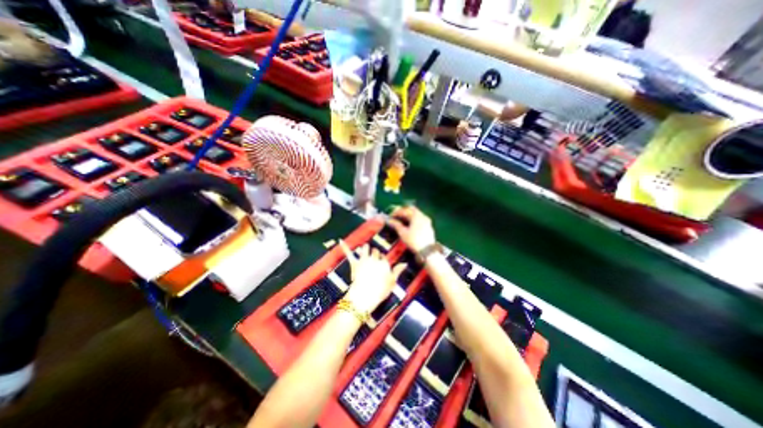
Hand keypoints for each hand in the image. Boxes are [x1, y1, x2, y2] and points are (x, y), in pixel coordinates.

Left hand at [339, 240, 404, 313]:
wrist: (365, 296)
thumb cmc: (380, 291)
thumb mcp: (392, 282)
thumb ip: (398, 271)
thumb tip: (405, 263)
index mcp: (384, 263)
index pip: (383, 257)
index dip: (381, 259)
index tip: (380, 263)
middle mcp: (375, 259)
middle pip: (375, 251)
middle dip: (374, 253)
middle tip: (372, 258)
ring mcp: (364, 260)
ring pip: (365, 248)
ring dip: (365, 248)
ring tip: (365, 248)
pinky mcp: (354, 263)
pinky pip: (349, 253)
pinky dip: (345, 247)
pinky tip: (341, 241)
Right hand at [388, 205, 434, 252]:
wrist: (427, 251)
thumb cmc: (414, 241)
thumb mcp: (403, 233)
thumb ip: (396, 225)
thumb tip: (390, 220)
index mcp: (416, 215)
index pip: (404, 210)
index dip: (396, 213)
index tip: (390, 216)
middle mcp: (423, 216)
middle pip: (411, 210)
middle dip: (403, 212)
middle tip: (396, 216)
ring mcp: (427, 221)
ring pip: (416, 214)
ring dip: (408, 216)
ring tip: (401, 221)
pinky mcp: (429, 226)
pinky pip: (420, 219)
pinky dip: (413, 220)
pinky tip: (409, 226)